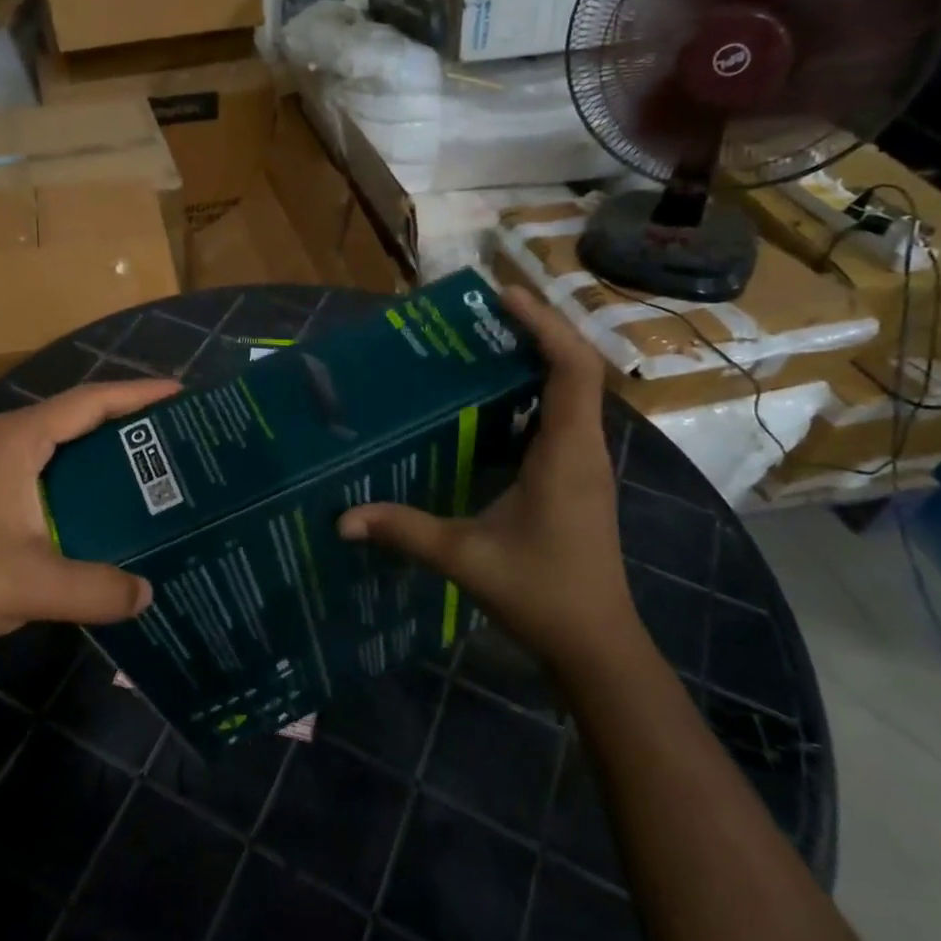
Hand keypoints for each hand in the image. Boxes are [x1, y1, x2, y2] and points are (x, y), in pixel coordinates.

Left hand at [0, 378, 179, 657]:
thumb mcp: (37, 586)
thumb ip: (99, 588)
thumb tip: (148, 593)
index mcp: (16, 440)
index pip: (88, 402)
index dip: (137, 394)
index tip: (180, 393)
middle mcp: (3, 438)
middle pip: (76, 413)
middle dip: (126, 417)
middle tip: (175, 431)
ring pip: (60, 438)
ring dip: (103, 444)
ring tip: (151, 459)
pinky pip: (46, 461)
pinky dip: (81, 467)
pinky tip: (106, 496)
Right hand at [338, 286, 633, 661]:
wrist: (596, 645)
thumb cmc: (542, 594)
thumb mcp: (465, 558)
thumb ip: (405, 531)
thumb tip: (343, 518)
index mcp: (566, 454)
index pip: (572, 368)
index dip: (544, 324)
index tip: (504, 296)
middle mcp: (584, 449)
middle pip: (577, 368)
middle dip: (538, 330)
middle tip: (485, 311)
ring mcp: (585, 464)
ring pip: (573, 393)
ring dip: (538, 359)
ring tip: (486, 342)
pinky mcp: (578, 479)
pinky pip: (561, 418)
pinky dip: (534, 395)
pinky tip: (493, 403)